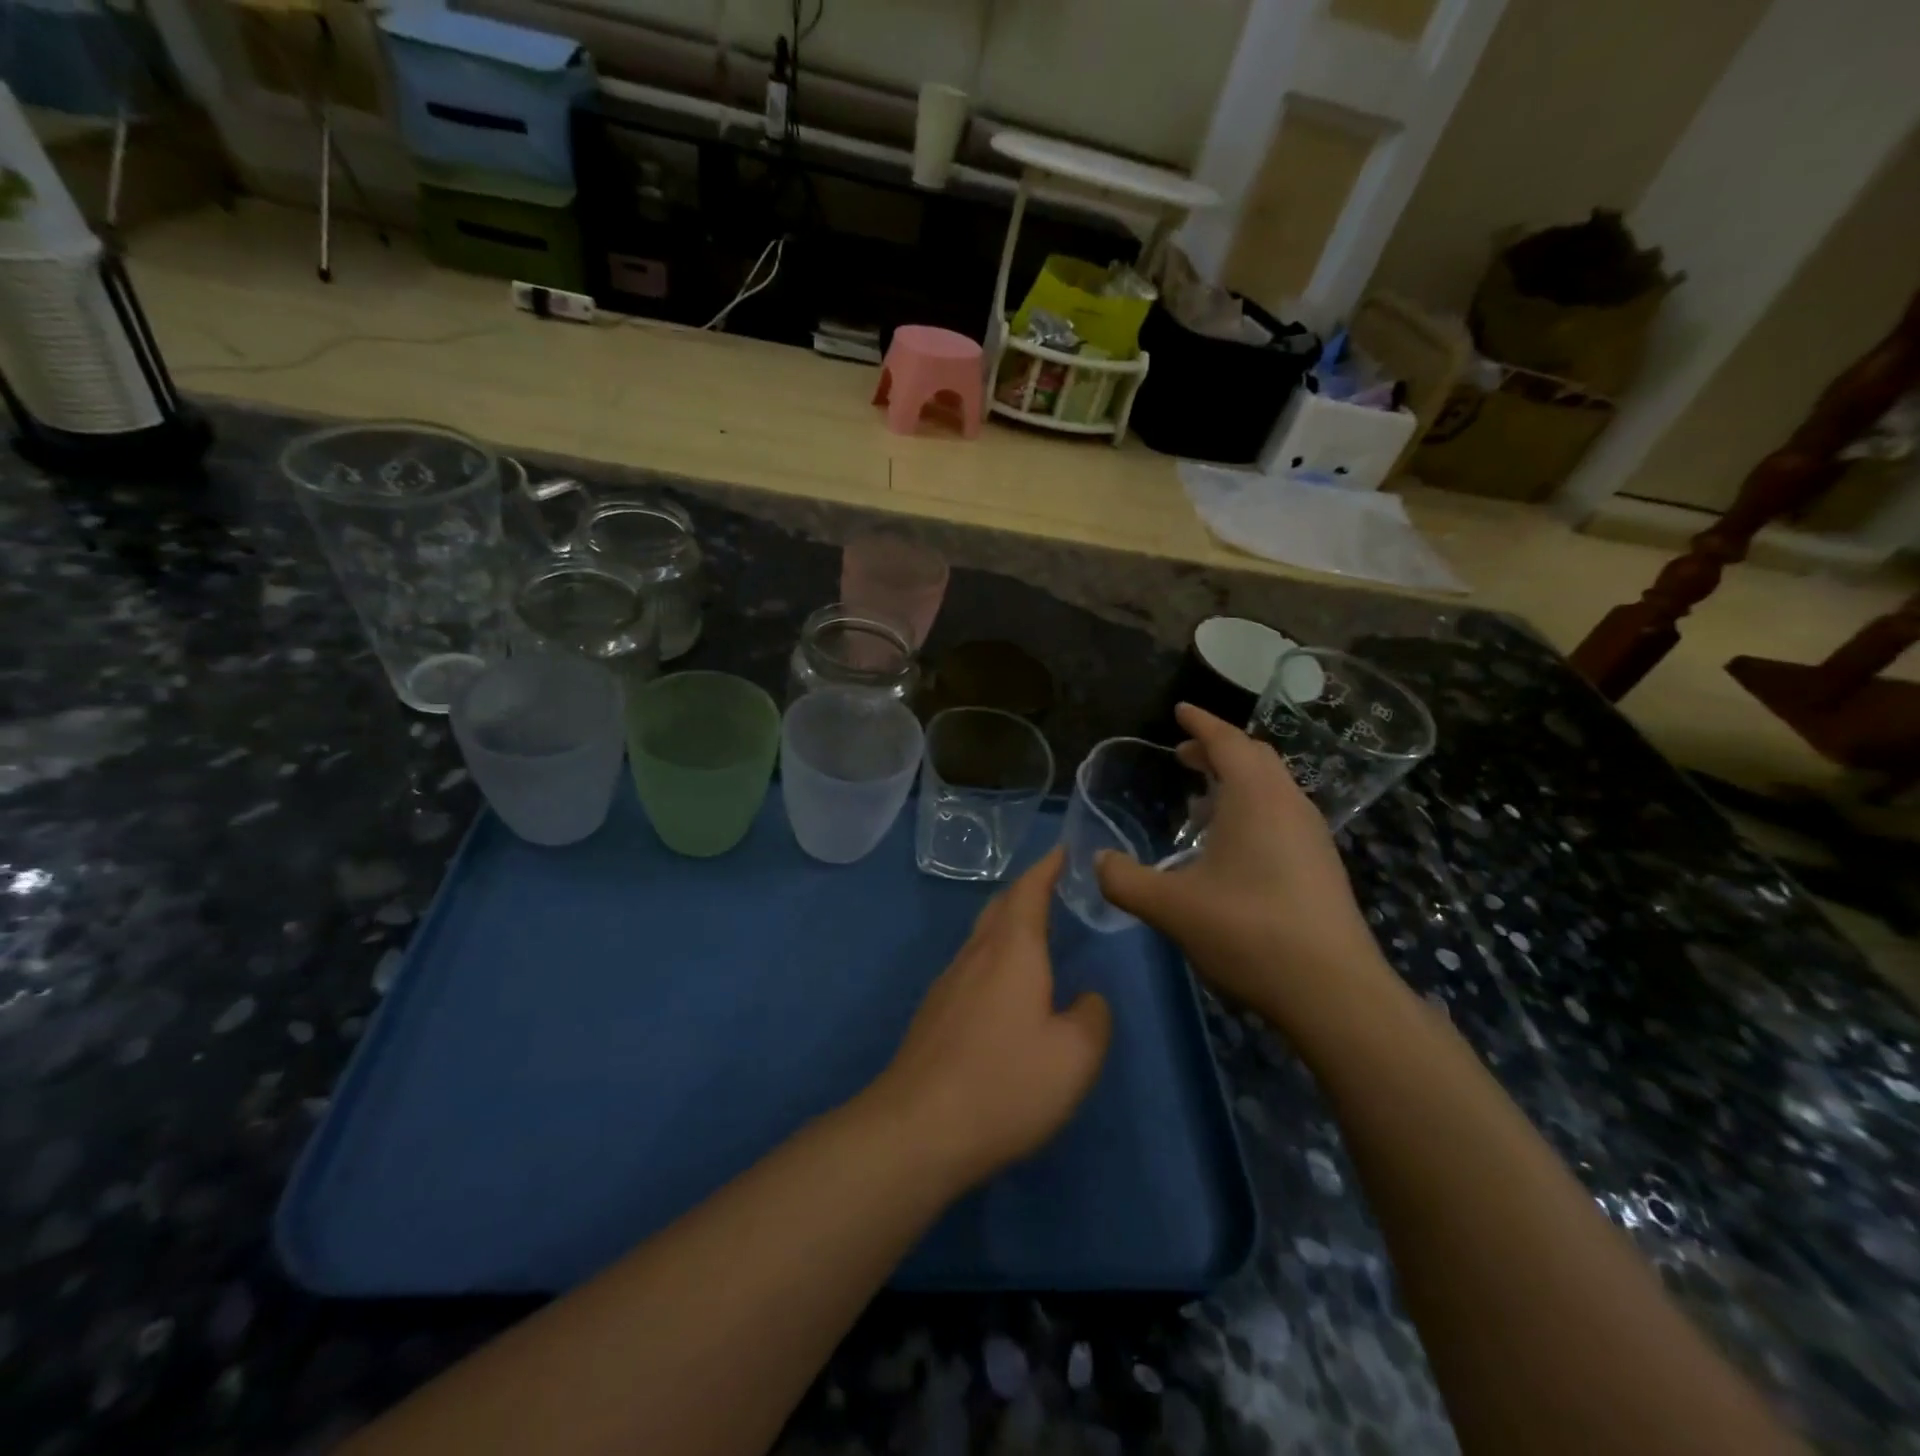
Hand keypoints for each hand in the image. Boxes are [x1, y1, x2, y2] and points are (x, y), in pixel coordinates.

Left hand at [874, 848, 1111, 1191]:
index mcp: (1012, 952)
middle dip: (1025, 890)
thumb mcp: (1075, 1057)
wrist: (918, 1128)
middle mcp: (975, 956)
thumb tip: (1087, 999)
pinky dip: (992, 955)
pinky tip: (1001, 986)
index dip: (1045, 868)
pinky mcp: (934, 1013)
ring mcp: (948, 983)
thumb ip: (1093, 1018)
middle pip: (999, 907)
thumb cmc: (1005, 1084)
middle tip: (1049, 885)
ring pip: (980, 936)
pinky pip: (969, 965)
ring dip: (1006, 923)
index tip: (1060, 850)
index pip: (1029, 892)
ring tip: (1030, 932)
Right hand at [1096, 704, 1394, 1036]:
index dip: (1201, 723)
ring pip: (1273, 787)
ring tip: (1202, 798)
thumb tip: (1098, 861)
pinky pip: (1282, 814)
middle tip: (1183, 755)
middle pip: (1255, 758)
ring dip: (1237, 780)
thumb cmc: (1250, 933)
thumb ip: (1125, 880)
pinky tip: (1231, 846)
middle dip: (1218, 749)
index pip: (1228, 742)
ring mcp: (1312, 836)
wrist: (1334, 993)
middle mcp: (1289, 805)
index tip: (1181, 710)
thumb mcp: (1171, 907)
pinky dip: (1253, 808)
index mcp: (1256, 799)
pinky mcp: (1321, 866)